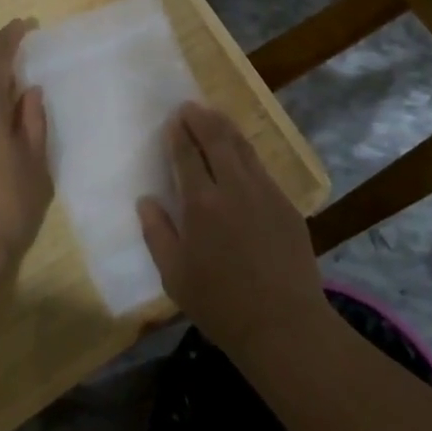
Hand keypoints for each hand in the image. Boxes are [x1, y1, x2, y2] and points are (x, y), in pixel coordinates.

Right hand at [138, 103, 326, 357]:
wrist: (283, 323)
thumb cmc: (220, 304)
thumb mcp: (175, 276)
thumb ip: (157, 234)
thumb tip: (145, 201)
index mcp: (201, 204)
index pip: (187, 156)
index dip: (178, 134)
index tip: (173, 119)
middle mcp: (233, 188)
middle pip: (216, 140)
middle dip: (201, 119)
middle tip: (190, 106)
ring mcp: (264, 192)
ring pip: (243, 148)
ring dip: (226, 127)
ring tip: (214, 115)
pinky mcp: (286, 204)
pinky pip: (261, 168)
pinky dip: (246, 152)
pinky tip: (242, 152)